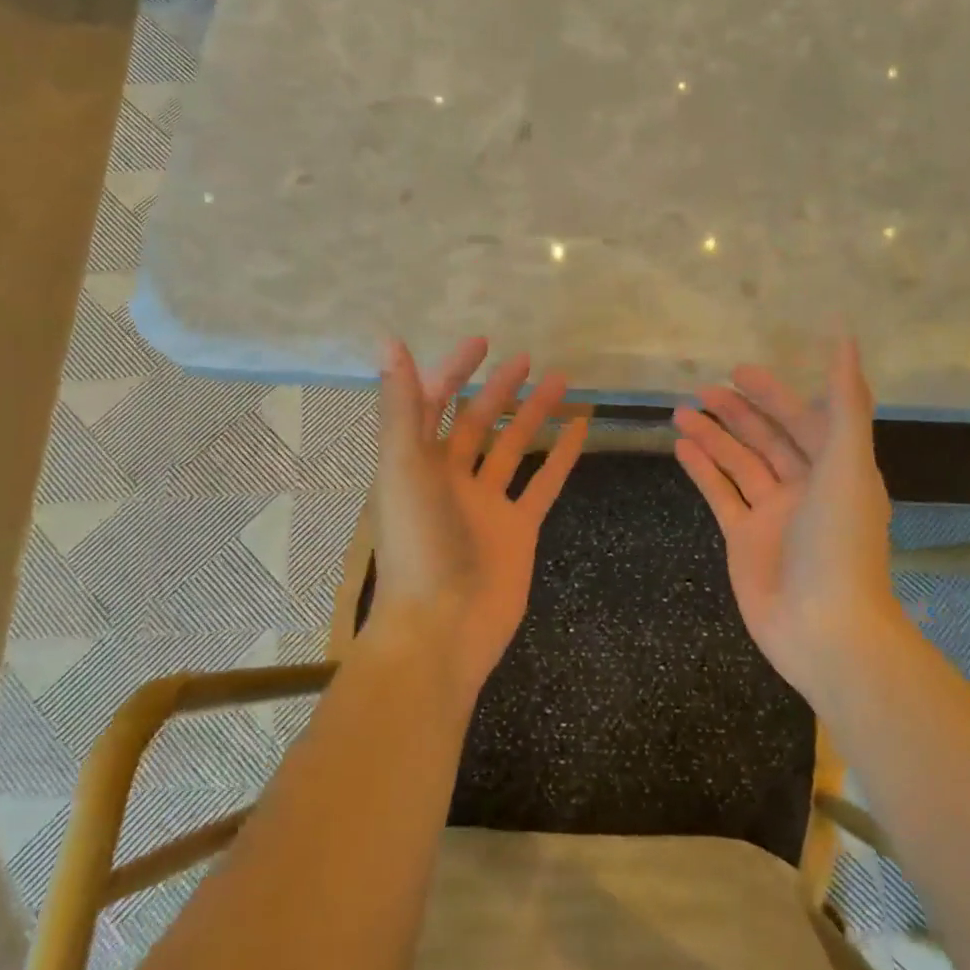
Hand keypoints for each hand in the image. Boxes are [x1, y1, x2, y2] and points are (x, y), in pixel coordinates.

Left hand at [368, 336, 588, 691]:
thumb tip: (389, 342)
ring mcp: (487, 504)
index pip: (435, 404)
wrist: (443, 627)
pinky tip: (581, 429)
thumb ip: (401, 406)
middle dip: (499, 390)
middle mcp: (450, 479)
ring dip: (535, 415)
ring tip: (562, 382)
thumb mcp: (403, 467)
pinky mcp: (519, 528)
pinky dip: (562, 456)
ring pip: (514, 448)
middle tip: (527, 359)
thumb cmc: (418, 544)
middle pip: (477, 423)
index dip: (454, 371)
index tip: (482, 344)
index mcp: (416, 464)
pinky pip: (543, 483)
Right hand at [672, 338, 898, 697]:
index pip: (803, 420)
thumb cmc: (839, 542)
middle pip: (767, 439)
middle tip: (702, 388)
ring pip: (738, 464)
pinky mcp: (743, 539)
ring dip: (713, 437)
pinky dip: (702, 471)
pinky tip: (680, 446)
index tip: (739, 370)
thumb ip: (845, 403)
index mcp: (836, 470)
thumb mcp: (847, 464)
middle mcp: (805, 488)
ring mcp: (772, 515)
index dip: (775, 394)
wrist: (824, 627)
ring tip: (680, 411)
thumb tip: (847, 339)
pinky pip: (720, 495)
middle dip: (737, 412)